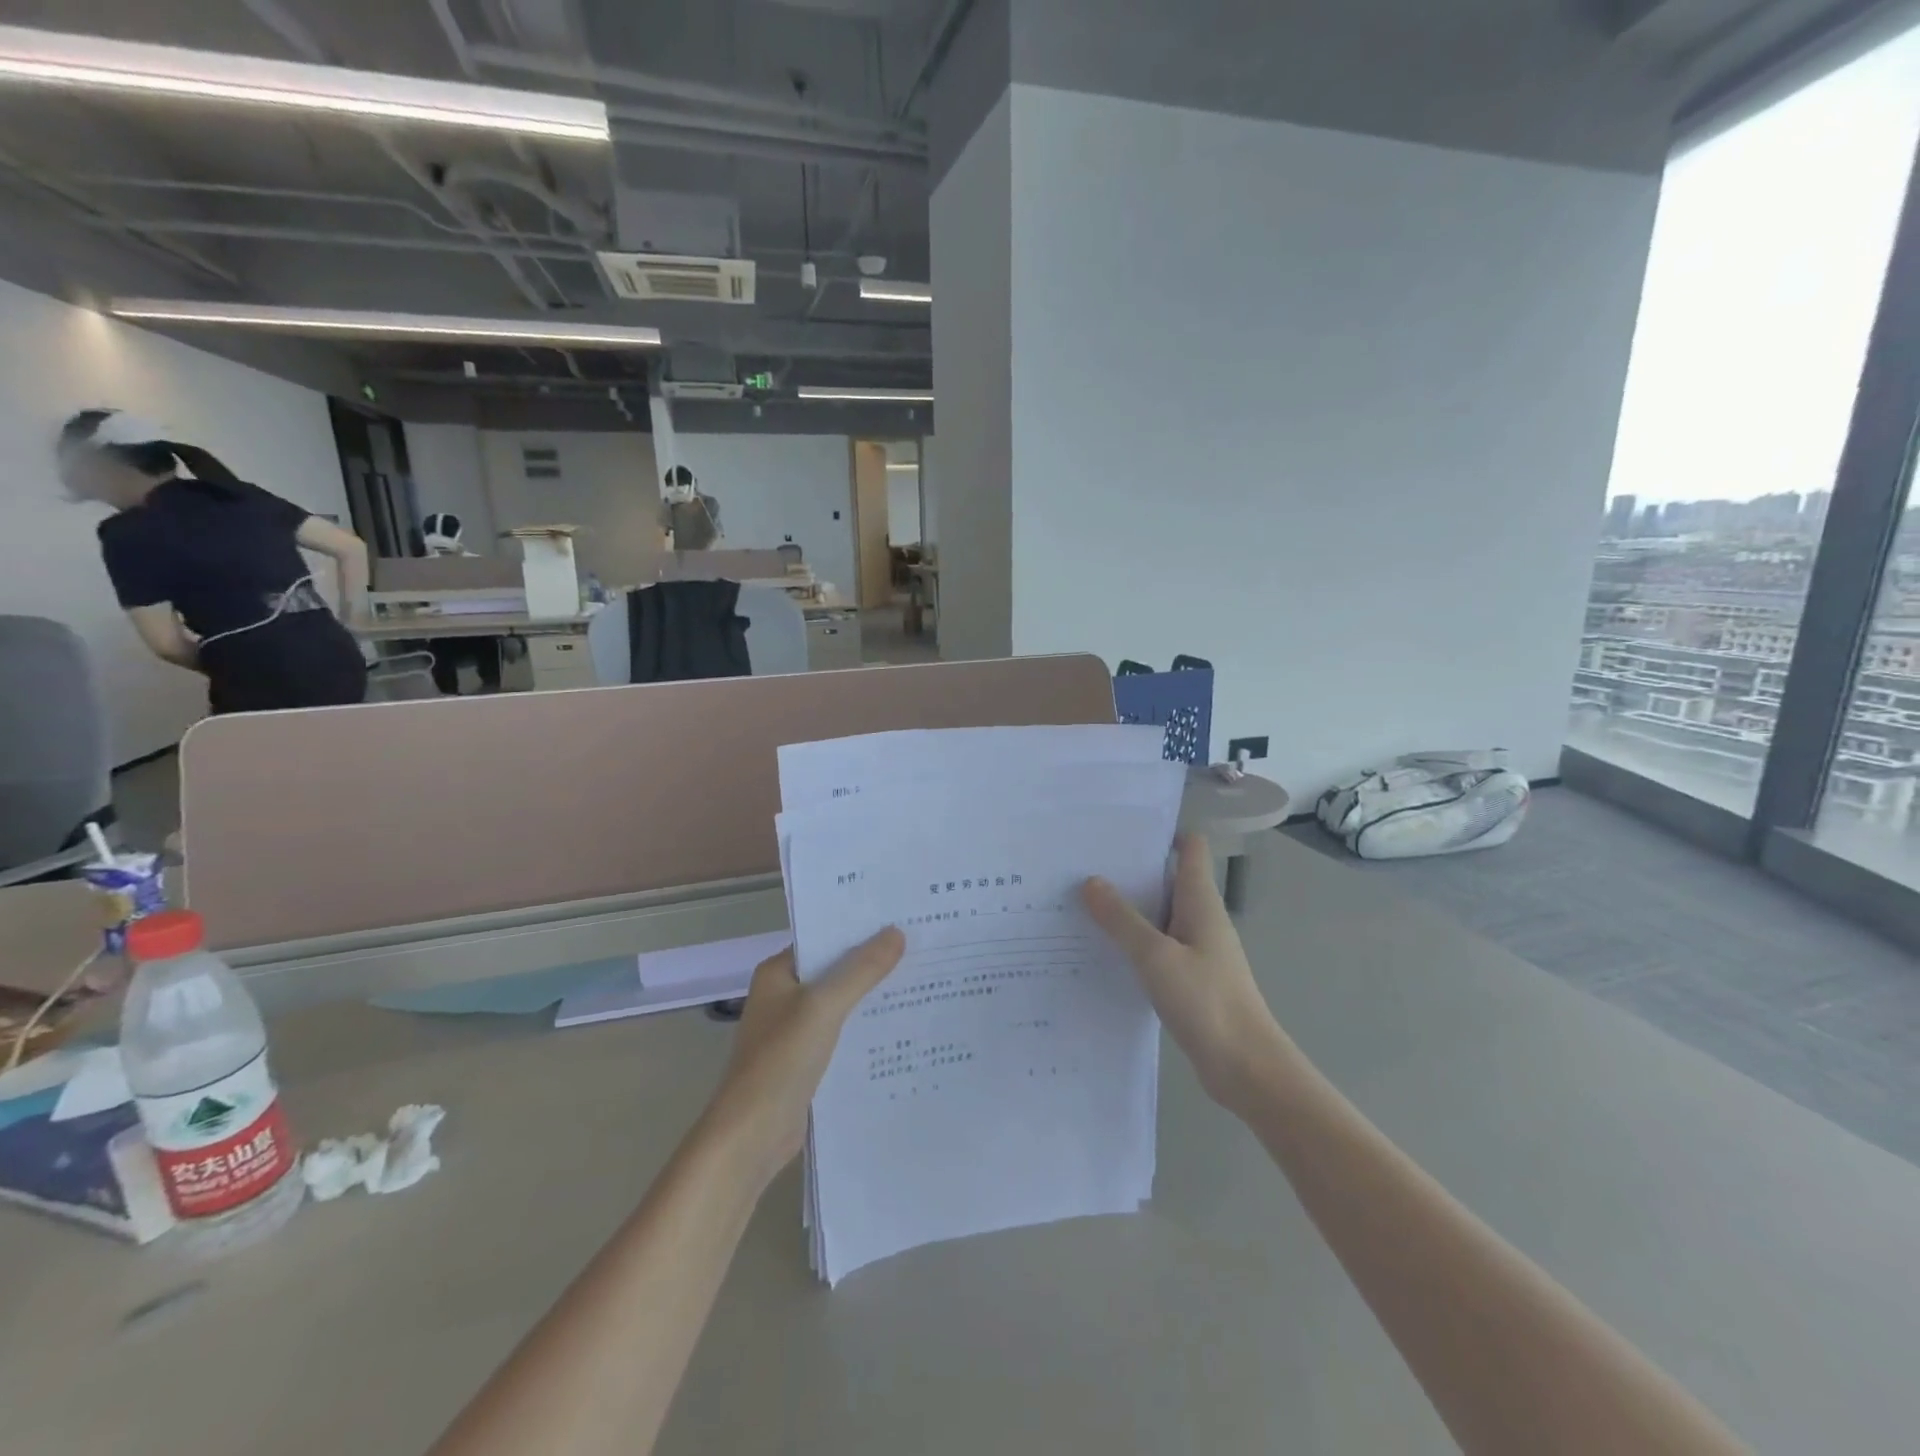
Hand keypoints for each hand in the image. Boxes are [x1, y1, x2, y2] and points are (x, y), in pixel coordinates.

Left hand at [707, 929, 905, 1182]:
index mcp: (778, 973)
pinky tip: (902, 1027)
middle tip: (921, 948)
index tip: (901, 919)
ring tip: (922, 981)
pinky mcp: (807, 1061)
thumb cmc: (781, 1060)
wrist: (751, 1136)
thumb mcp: (824, 1007)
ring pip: (842, 1003)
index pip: (823, 938)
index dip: (859, 929)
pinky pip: (843, 1034)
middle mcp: (785, 995)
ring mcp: (795, 1030)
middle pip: (835, 970)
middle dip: (873, 962)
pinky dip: (866, 1029)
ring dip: (872, 997)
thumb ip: (861, 970)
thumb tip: (896, 932)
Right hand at [1082, 835, 1291, 1113]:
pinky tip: (1100, 950)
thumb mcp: (1156, 956)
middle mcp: (1200, 918)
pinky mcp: (1188, 978)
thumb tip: (1090, 881)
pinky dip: (1131, 942)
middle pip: (1166, 879)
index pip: (1189, 848)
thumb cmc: (1207, 1002)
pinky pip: (1156, 947)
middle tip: (1082, 864)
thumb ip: (1122, 919)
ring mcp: (1195, 949)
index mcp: (1201, 901)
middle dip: (1129, 870)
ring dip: (1126, 909)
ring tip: (1079, 903)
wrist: (1246, 1068)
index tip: (1118, 831)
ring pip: (1157, 915)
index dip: (1160, 833)